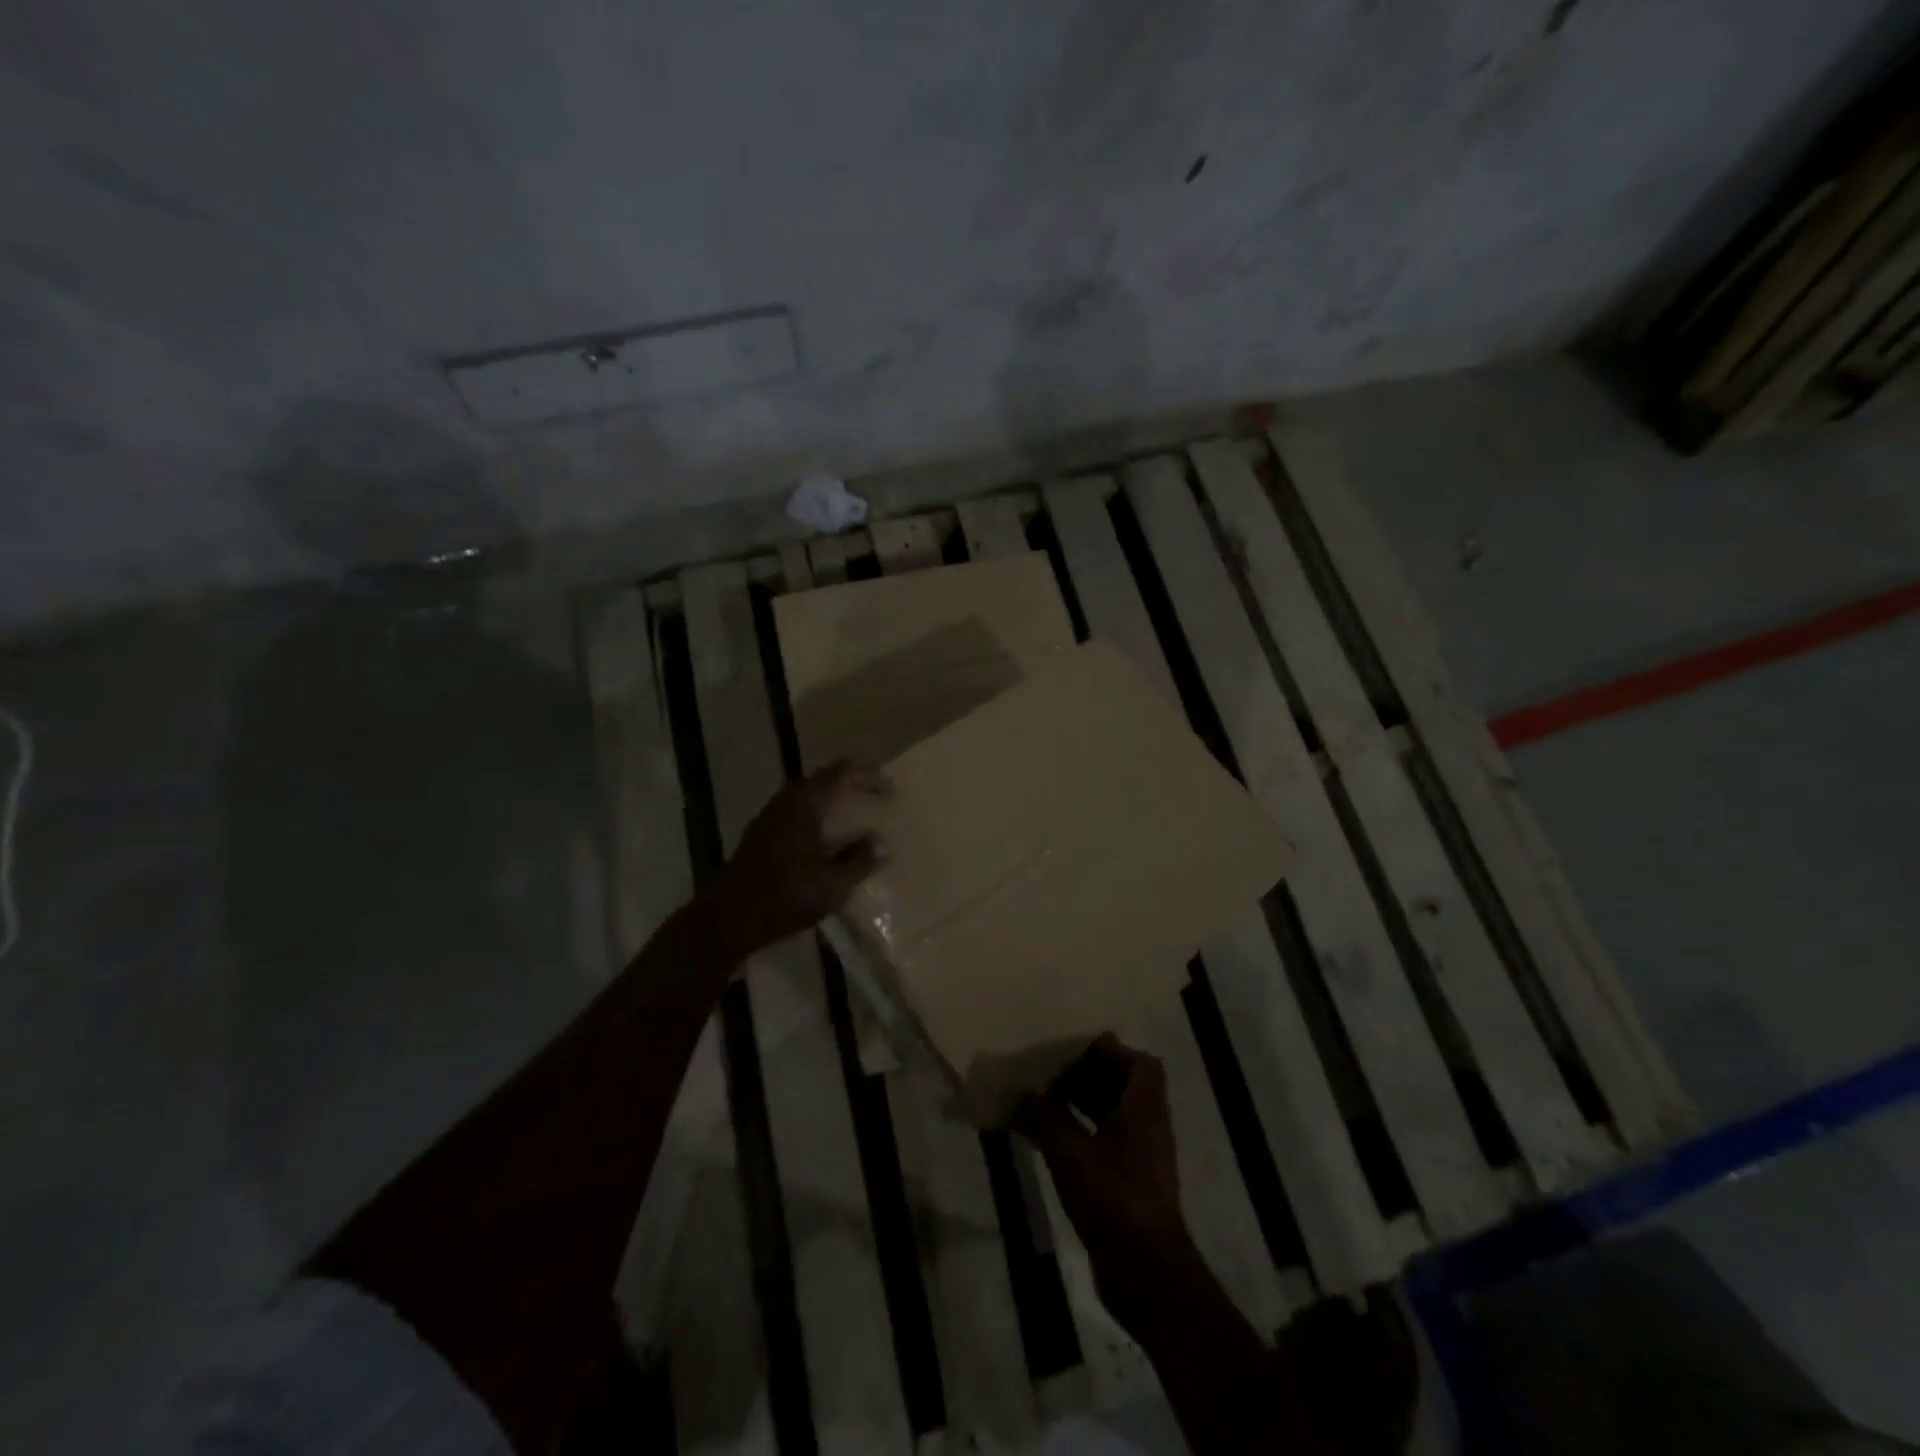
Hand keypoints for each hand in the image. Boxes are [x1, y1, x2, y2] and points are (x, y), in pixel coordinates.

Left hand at [703, 760, 890, 958]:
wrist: (727, 919)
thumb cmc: (785, 896)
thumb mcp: (832, 884)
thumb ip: (859, 861)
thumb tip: (881, 842)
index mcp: (805, 804)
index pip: (841, 772)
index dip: (868, 776)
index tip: (889, 791)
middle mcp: (785, 802)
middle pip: (822, 780)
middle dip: (850, 785)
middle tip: (873, 798)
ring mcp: (768, 818)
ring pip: (806, 797)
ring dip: (831, 802)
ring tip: (853, 819)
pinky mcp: (759, 836)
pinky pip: (795, 814)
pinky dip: (816, 818)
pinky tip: (825, 842)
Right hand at [1017, 1037, 1191, 1292]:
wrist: (1146, 1276)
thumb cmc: (1114, 1201)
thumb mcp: (1071, 1153)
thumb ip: (1044, 1117)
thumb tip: (1018, 1093)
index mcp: (1145, 1109)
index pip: (1140, 1063)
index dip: (1110, 1051)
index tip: (1074, 1050)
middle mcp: (1148, 1127)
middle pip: (1122, 1085)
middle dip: (1087, 1074)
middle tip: (1050, 1071)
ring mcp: (1140, 1157)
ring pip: (1112, 1114)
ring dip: (1081, 1103)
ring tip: (1042, 1098)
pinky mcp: (1128, 1182)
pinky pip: (1104, 1141)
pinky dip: (1080, 1131)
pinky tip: (1048, 1138)